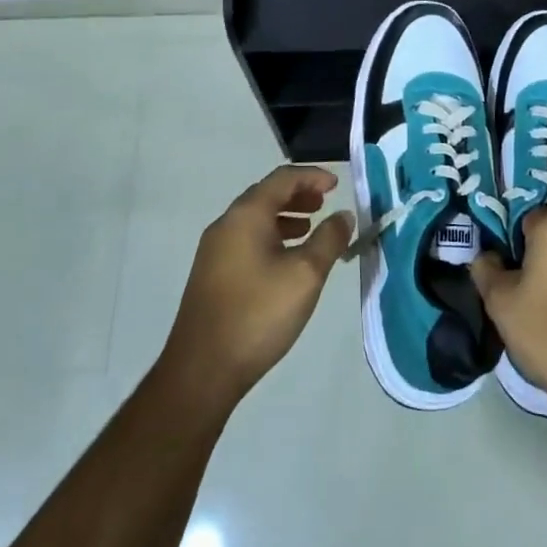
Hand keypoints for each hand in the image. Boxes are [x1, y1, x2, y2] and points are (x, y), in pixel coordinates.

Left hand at [161, 166, 355, 409]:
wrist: (202, 370)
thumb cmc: (258, 314)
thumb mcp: (305, 275)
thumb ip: (329, 240)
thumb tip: (344, 216)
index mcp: (246, 215)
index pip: (282, 178)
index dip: (312, 176)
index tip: (337, 185)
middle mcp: (226, 224)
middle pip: (266, 195)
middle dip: (298, 195)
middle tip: (325, 203)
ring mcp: (214, 250)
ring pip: (255, 219)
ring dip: (285, 217)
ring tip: (310, 229)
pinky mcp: (211, 274)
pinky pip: (246, 239)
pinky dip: (271, 236)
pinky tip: (285, 261)